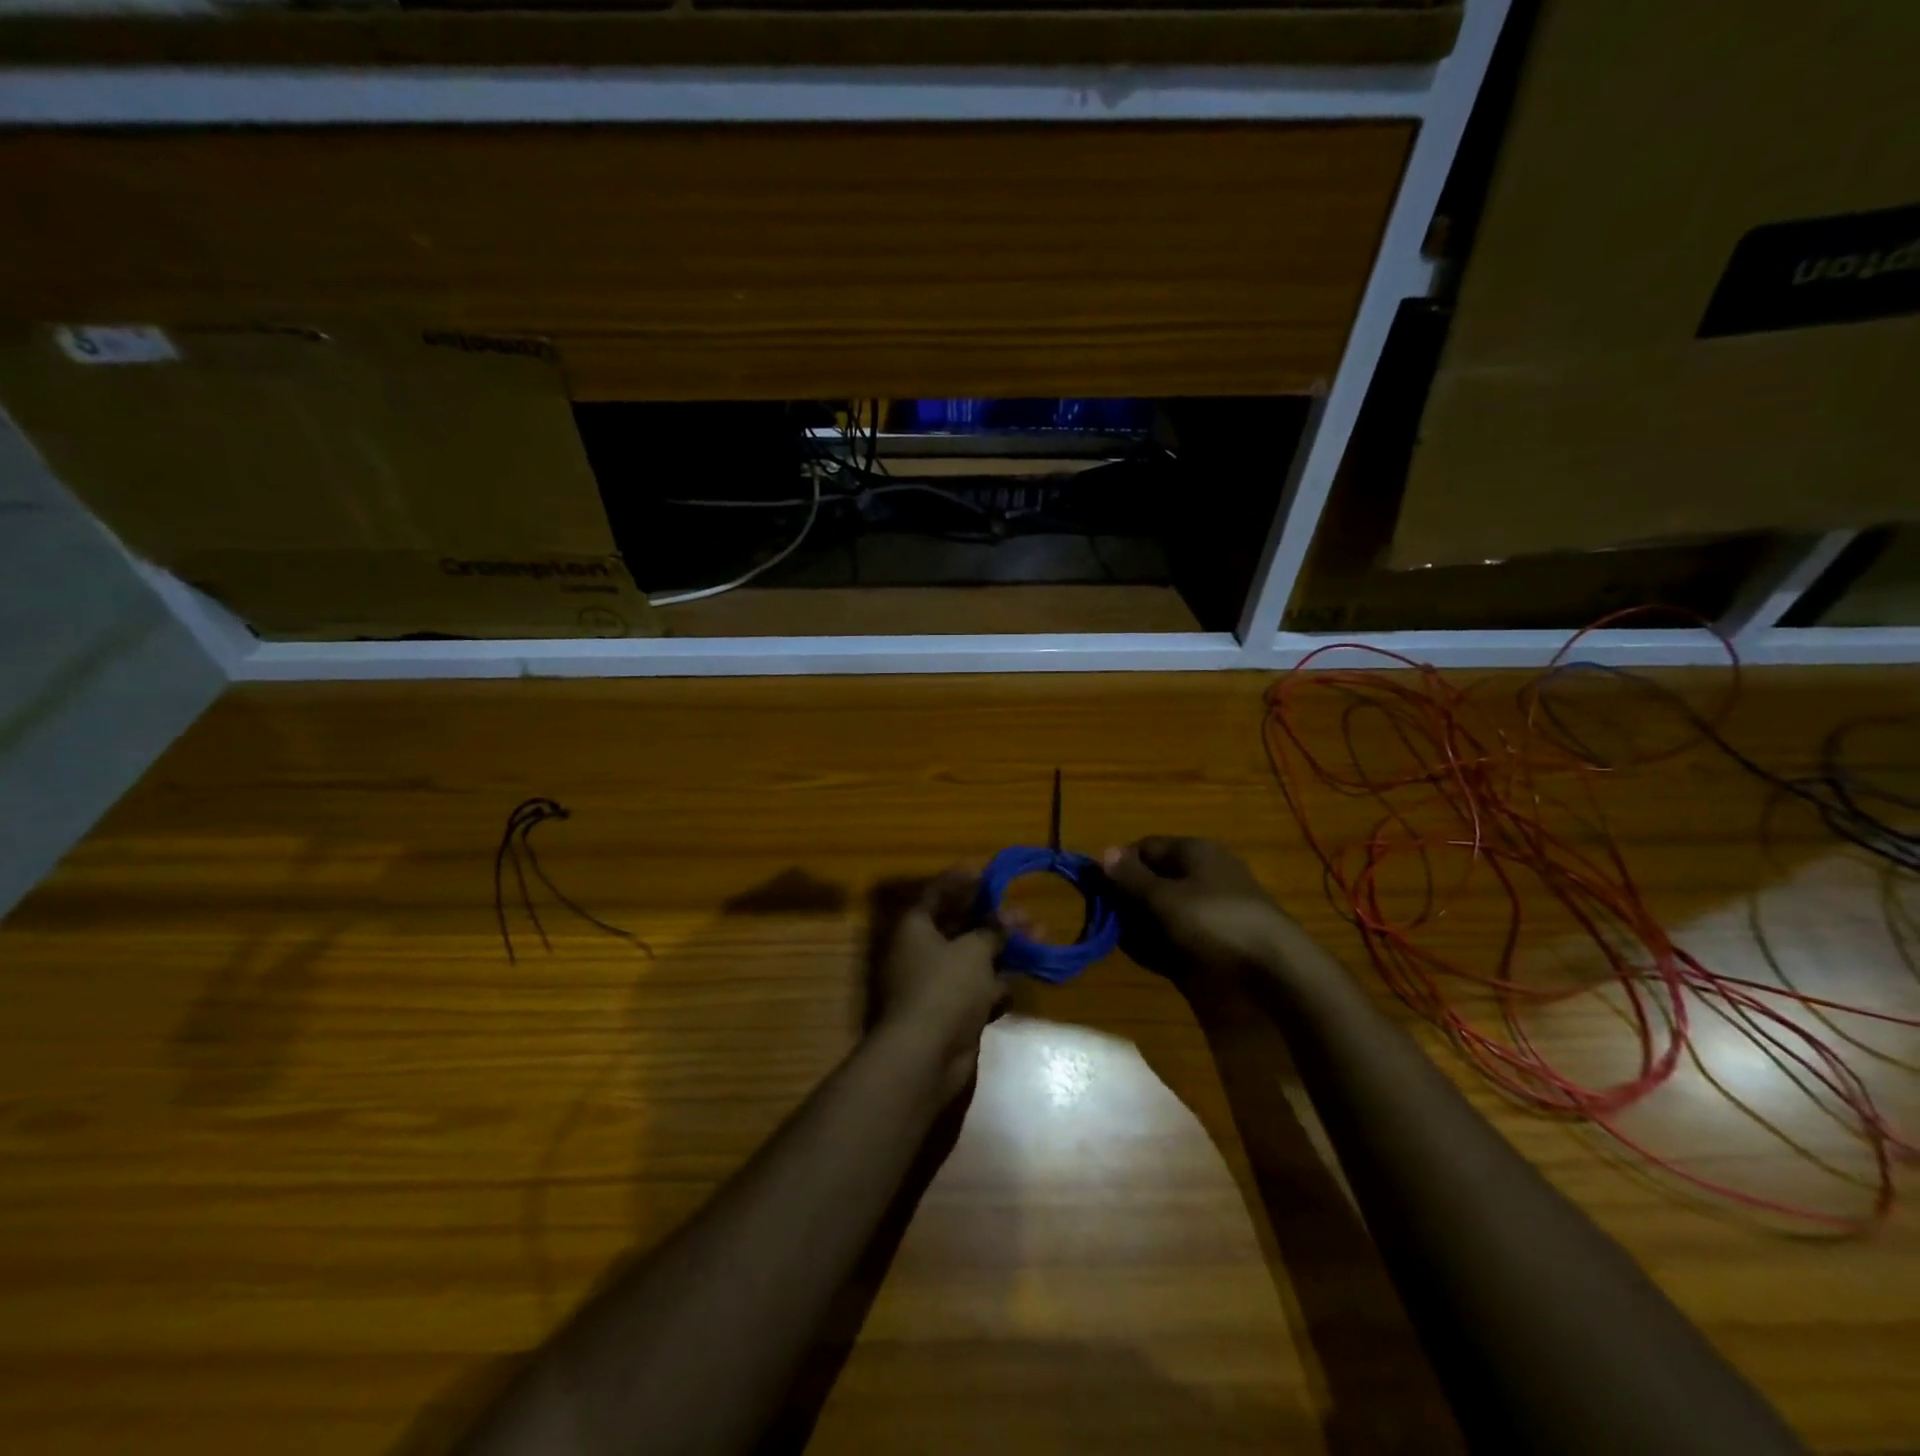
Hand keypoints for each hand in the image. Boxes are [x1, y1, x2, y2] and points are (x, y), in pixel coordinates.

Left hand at [870, 869, 1006, 1098]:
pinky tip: (1015, 984)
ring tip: (1038, 941)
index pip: (936, 894)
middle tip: (1025, 912)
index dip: (960, 881)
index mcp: (914, 928)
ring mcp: (933, 985)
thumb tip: (1008, 917)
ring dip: (1001, 952)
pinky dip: (994, 986)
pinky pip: (975, 990)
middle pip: (959, 927)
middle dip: (993, 920)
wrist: (924, 1057)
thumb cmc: (944, 989)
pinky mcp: (948, 1013)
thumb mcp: (973, 951)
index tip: (984, 870)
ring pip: (972, 960)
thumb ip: (992, 930)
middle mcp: (919, 952)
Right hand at [1101, 837, 1295, 983]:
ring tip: (1142, 944)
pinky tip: (1169, 954)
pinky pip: (1193, 922)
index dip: (1120, 867)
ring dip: (1153, 920)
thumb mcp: (1163, 899)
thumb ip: (1131, 878)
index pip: (1145, 847)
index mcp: (1193, 849)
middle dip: (1136, 899)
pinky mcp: (1234, 923)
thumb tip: (1103, 852)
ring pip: (1175, 901)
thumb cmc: (1213, 922)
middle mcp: (1209, 865)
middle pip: (1159, 874)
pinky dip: (1176, 934)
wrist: (1278, 966)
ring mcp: (1224, 894)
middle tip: (1120, 925)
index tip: (1104, 894)